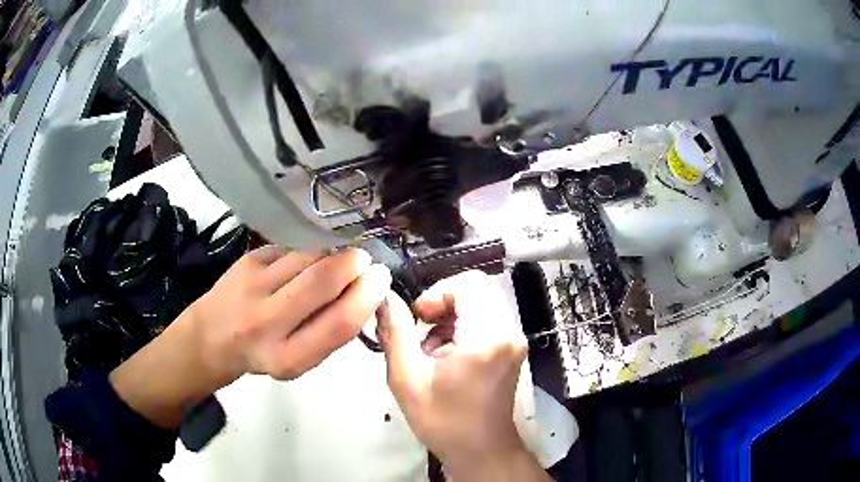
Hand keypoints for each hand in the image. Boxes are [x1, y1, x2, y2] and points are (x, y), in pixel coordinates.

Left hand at [191, 245, 390, 384]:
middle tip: (364, 261)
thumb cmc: (264, 353)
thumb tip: (366, 290)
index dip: (367, 296)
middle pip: (323, 279)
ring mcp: (252, 285)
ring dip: (331, 256)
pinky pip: (291, 249)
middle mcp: (266, 322)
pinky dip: (306, 254)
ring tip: (331, 265)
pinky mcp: (247, 260)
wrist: (211, 337)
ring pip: (308, 257)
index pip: (339, 323)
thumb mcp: (299, 358)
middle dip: (354, 264)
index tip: (381, 279)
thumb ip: (330, 330)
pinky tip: (301, 265)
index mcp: (288, 358)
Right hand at [377, 271, 548, 480]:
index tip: (418, 318)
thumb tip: (385, 299)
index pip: (468, 284)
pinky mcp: (511, 349)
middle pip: (475, 291)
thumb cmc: (444, 420)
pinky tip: (445, 358)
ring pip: (479, 305)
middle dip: (441, 306)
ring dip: (450, 320)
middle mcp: (508, 331)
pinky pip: (485, 321)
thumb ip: (395, 332)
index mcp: (487, 336)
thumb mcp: (408, 378)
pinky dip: (461, 330)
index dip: (437, 293)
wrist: (480, 451)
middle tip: (420, 333)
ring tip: (430, 352)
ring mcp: (513, 340)